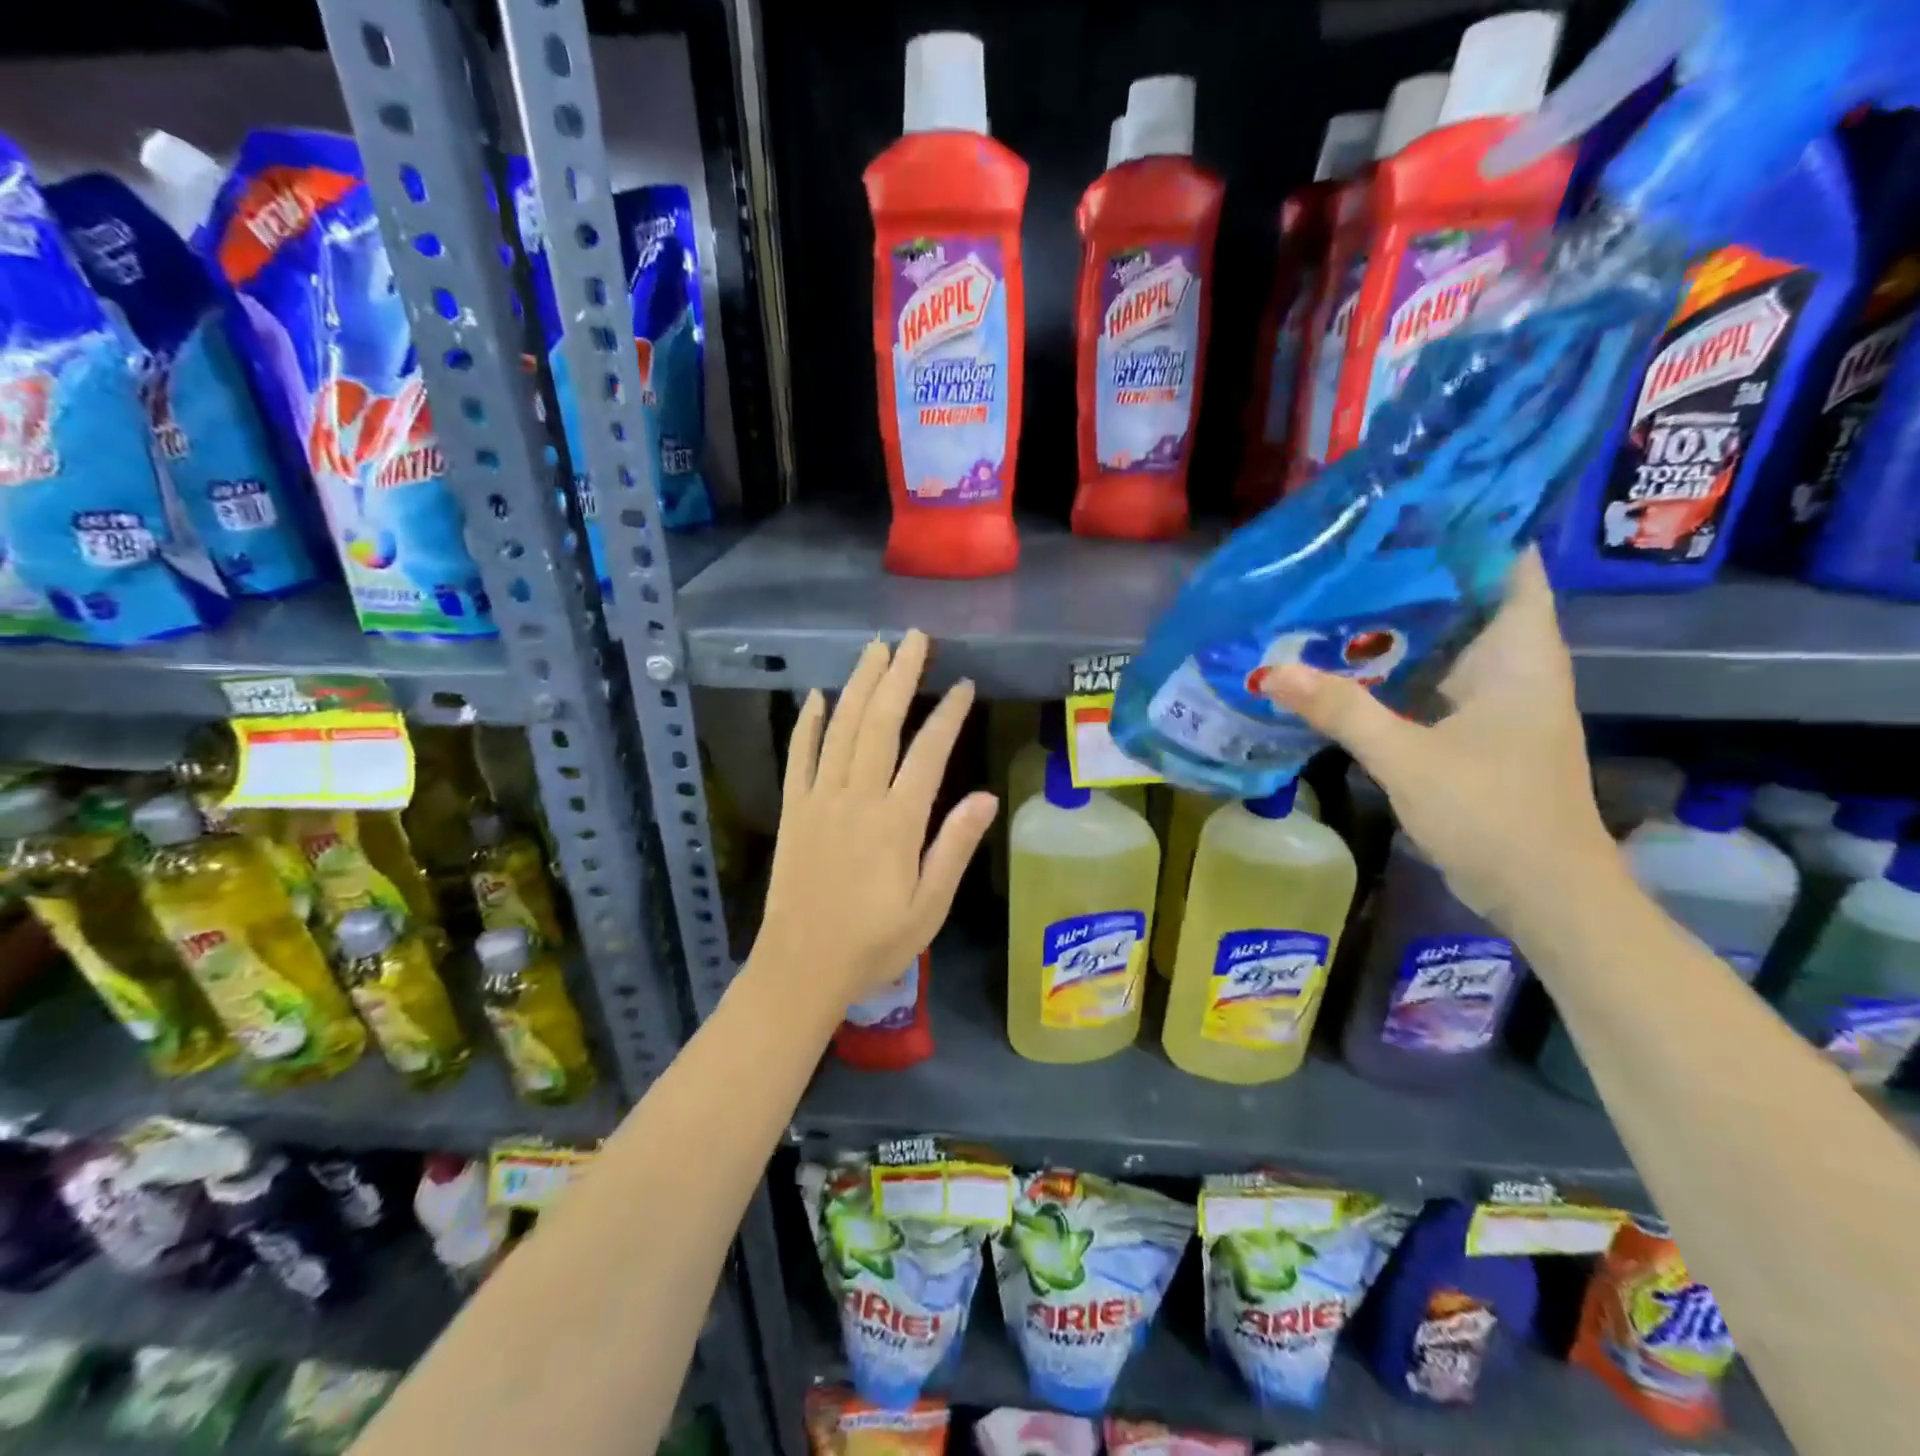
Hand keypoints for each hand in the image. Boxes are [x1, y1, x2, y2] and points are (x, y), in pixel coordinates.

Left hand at [755, 630, 997, 1011]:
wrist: (801, 968)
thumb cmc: (874, 943)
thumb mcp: (929, 907)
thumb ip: (953, 847)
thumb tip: (985, 796)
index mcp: (896, 822)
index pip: (927, 752)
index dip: (947, 714)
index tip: (962, 684)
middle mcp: (857, 799)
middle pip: (879, 723)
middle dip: (898, 676)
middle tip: (914, 639)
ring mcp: (819, 800)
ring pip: (840, 729)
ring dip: (858, 685)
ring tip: (875, 649)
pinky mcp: (792, 811)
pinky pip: (798, 757)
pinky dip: (807, 723)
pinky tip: (815, 696)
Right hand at [1261, 550, 1617, 925]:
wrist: (1545, 893)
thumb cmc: (1494, 814)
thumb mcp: (1408, 758)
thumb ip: (1342, 711)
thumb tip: (1271, 671)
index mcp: (1520, 653)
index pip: (1507, 563)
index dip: (1466, 528)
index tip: (1405, 507)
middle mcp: (1514, 665)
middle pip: (1467, 596)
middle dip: (1411, 572)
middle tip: (1344, 550)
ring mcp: (1496, 699)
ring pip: (1446, 640)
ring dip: (1398, 623)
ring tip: (1335, 594)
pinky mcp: (1477, 729)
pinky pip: (1433, 679)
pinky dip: (1395, 667)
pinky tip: (1346, 663)